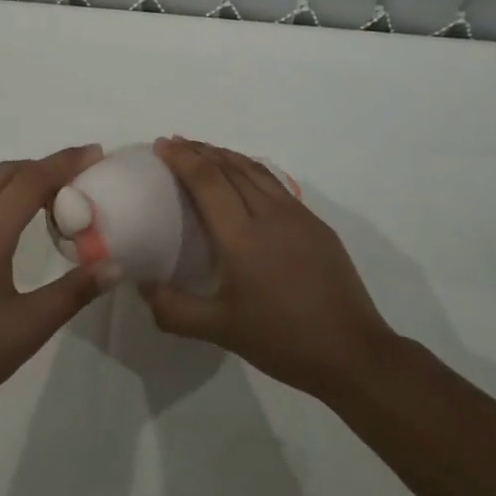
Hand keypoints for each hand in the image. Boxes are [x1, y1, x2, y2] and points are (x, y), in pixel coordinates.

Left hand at [0, 145, 115, 423]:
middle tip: (82, 177)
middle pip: (7, 172)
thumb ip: (72, 293)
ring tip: (57, 200)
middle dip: (46, 165)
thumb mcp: (26, 329)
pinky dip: (4, 197)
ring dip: (23, 180)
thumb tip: (114, 265)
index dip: (65, 163)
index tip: (96, 154)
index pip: (30, 180)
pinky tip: (17, 227)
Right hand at [139, 138, 396, 400]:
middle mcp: (270, 215)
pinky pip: (275, 185)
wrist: (352, 352)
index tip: (162, 145)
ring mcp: (298, 216)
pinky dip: (250, 171)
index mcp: (242, 237)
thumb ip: (174, 309)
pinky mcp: (316, 225)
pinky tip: (245, 179)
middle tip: (176, 143)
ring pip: (256, 171)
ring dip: (226, 156)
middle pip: (231, 167)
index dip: (182, 158)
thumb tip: (143, 285)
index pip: (207, 181)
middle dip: (201, 150)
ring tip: (205, 151)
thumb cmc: (282, 340)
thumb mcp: (220, 330)